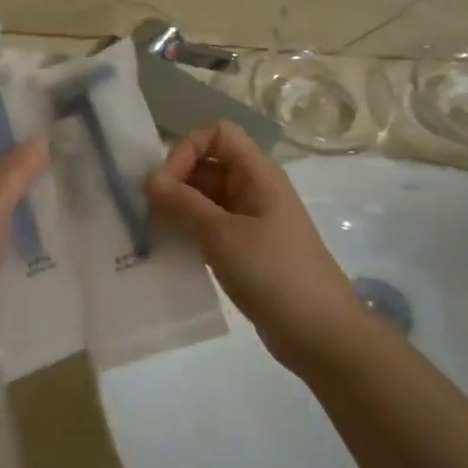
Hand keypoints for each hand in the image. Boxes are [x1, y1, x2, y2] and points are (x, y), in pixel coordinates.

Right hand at [146, 122, 372, 371]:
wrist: (319, 333)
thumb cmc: (273, 273)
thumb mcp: (222, 235)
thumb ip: (183, 203)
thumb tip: (150, 178)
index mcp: (257, 174)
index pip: (217, 134)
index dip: (187, 149)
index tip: (165, 183)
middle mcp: (254, 189)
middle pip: (208, 164)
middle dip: (175, 180)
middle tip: (147, 211)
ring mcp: (251, 220)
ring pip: (206, 198)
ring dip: (178, 208)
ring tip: (152, 231)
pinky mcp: (246, 248)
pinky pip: (210, 226)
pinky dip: (189, 231)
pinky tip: (169, 249)